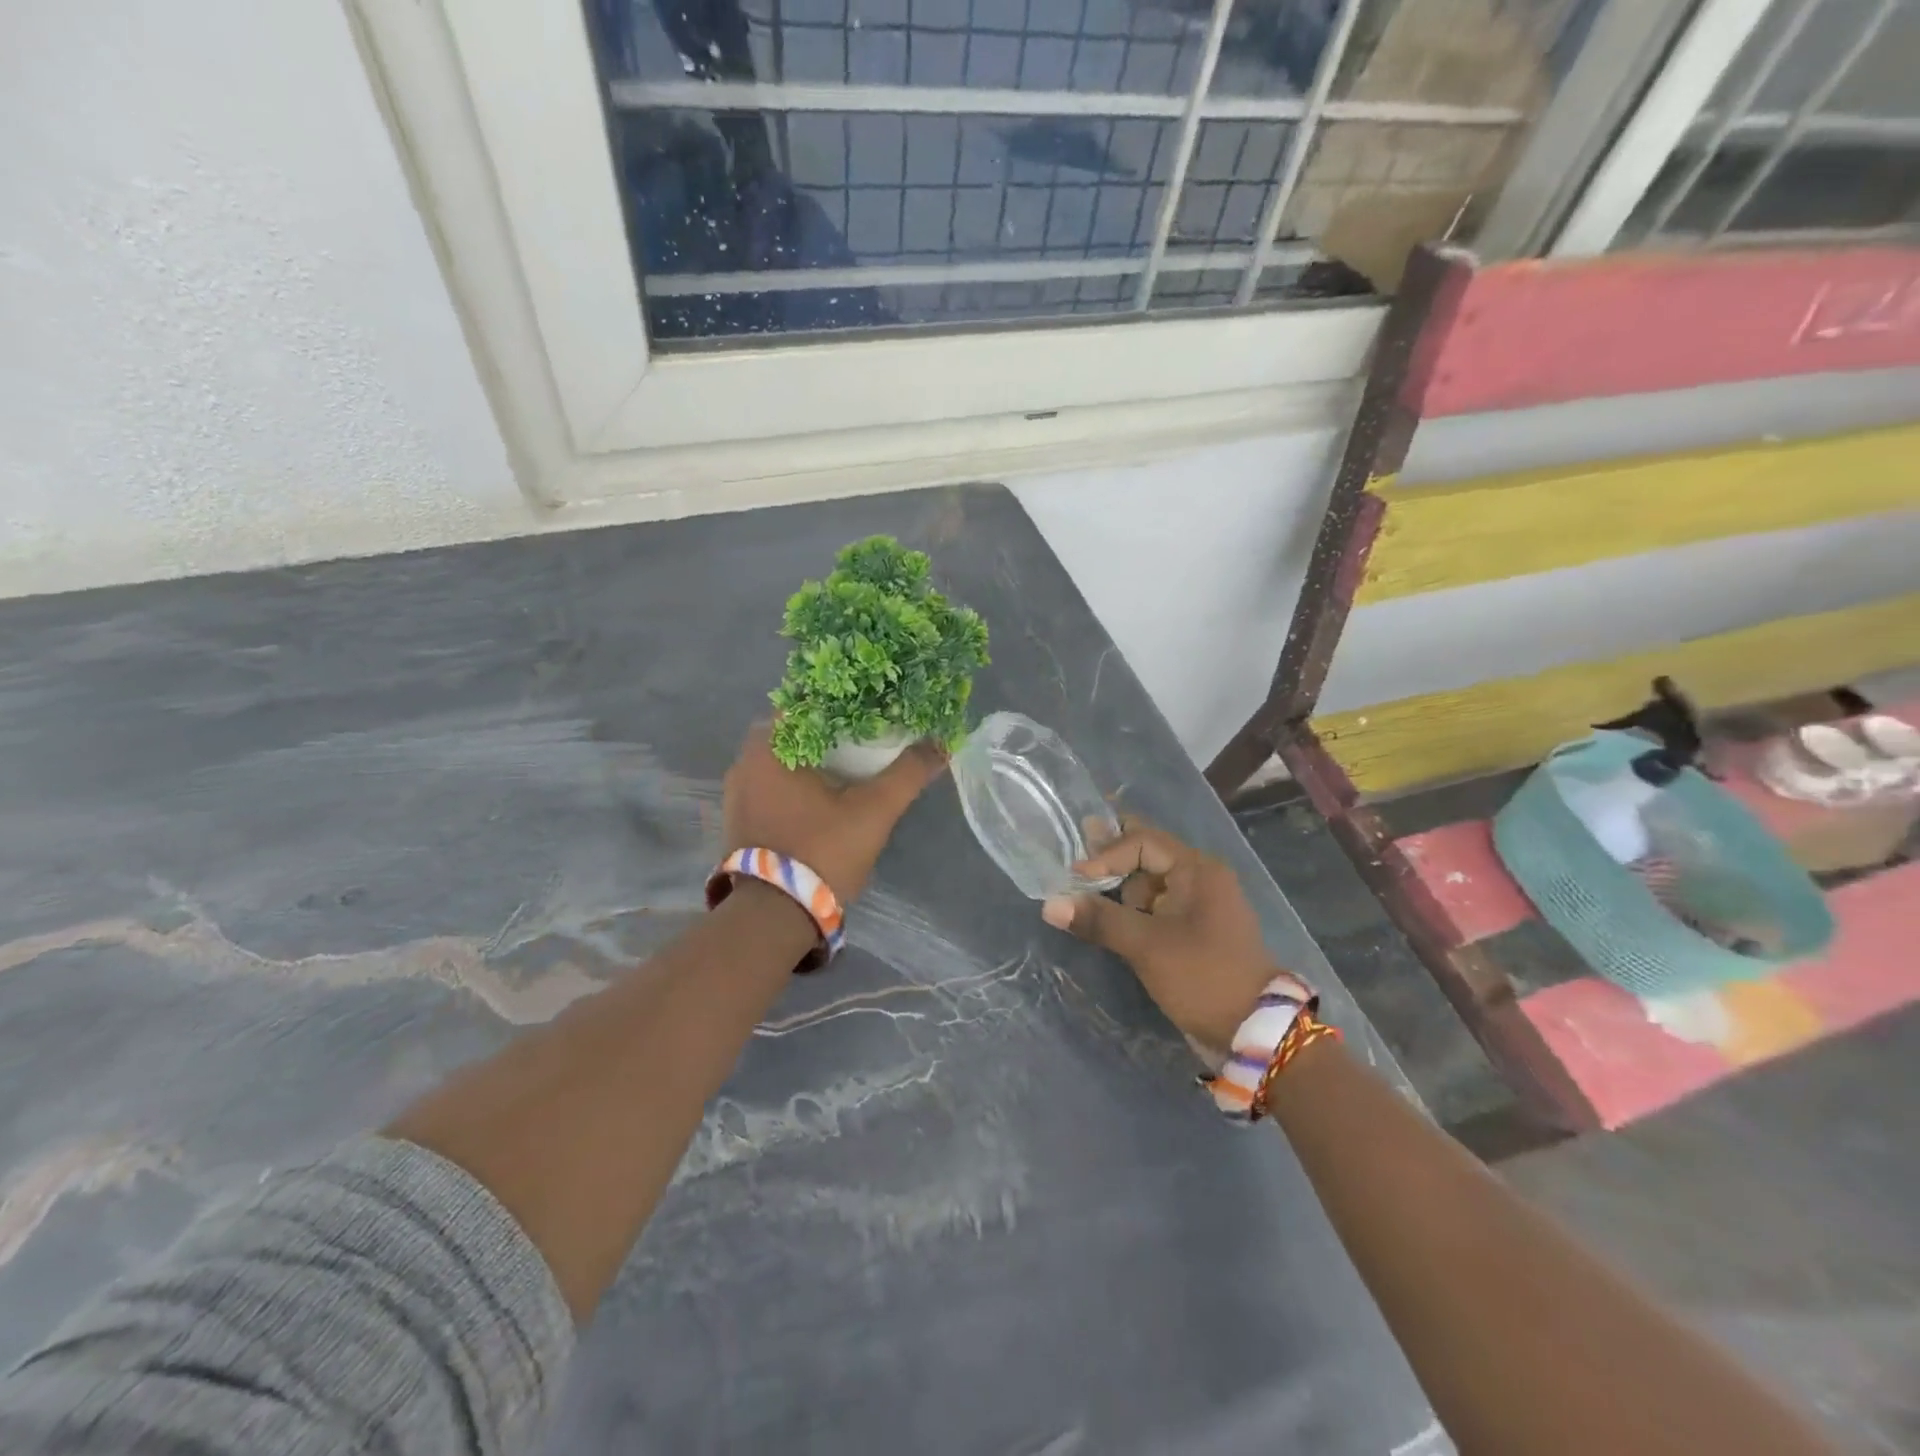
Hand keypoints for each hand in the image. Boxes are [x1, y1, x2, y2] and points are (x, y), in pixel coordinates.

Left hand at [721, 722, 946, 905]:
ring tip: (854, 759)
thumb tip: (943, 744)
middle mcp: (745, 760)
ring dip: (815, 755)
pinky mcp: (740, 816)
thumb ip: (908, 774)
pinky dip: (800, 779)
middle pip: (796, 728)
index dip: (844, 698)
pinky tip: (827, 791)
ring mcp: (738, 791)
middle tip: (871, 731)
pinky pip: (774, 782)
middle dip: (833, 728)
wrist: (773, 917)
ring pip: (784, 757)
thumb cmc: (821, 852)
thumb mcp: (874, 811)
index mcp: (770, 745)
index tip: (874, 704)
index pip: (808, 700)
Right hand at [1041, 818, 1281, 1054]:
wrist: (1255, 1032)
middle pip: (1145, 855)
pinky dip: (1129, 909)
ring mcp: (1197, 905)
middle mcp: (1198, 878)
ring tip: (1080, 888)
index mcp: (1196, 869)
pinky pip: (1154, 907)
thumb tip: (1049, 904)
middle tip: (1072, 857)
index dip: (1105, 855)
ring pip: (1147, 883)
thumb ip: (1099, 920)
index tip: (1075, 878)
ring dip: (1116, 887)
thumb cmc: (1202, 976)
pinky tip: (1102, 915)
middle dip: (1109, 857)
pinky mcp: (1192, 931)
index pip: (1141, 841)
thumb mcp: (1147, 946)